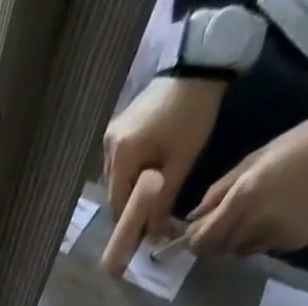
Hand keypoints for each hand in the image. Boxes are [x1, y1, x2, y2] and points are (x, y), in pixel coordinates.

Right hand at [100, 77, 225, 274]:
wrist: (199, 63)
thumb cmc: (193, 114)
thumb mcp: (181, 163)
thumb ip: (163, 203)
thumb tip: (154, 238)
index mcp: (122, 157)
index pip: (117, 207)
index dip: (130, 225)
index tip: (144, 239)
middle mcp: (108, 149)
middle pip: (114, 196)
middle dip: (131, 210)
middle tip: (151, 221)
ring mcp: (110, 137)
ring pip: (116, 182)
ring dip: (130, 194)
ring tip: (151, 199)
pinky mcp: (118, 128)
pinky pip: (119, 165)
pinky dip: (131, 177)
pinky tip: (147, 176)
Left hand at [185, 111, 307, 257]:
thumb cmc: (299, 144)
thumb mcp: (253, 160)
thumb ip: (218, 191)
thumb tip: (192, 218)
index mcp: (241, 202)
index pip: (201, 241)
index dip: (196, 238)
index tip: (200, 229)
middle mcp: (253, 226)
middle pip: (218, 250)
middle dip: (217, 238)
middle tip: (231, 218)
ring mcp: (273, 239)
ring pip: (241, 251)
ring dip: (241, 239)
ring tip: (260, 213)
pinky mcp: (292, 245)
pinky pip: (266, 248)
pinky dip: (265, 238)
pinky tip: (282, 215)